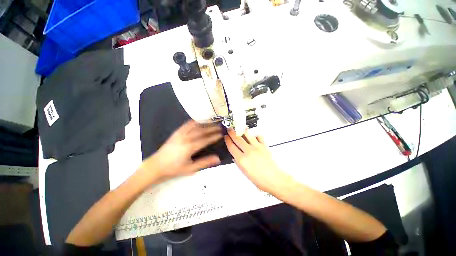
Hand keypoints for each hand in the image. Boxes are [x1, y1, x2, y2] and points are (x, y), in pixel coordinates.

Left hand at [141, 120, 221, 181]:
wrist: (156, 166)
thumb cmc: (174, 168)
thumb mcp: (191, 168)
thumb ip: (205, 162)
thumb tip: (218, 158)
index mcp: (190, 147)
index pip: (205, 140)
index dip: (214, 136)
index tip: (221, 134)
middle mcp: (186, 138)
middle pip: (201, 131)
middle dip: (212, 128)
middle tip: (219, 126)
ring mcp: (180, 134)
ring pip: (195, 126)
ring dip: (204, 124)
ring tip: (212, 122)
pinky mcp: (176, 133)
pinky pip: (186, 125)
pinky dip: (194, 122)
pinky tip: (198, 121)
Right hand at [224, 129, 289, 192]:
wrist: (273, 178)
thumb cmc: (258, 179)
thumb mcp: (244, 171)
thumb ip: (238, 161)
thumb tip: (235, 154)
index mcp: (241, 159)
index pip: (231, 146)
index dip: (227, 140)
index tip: (226, 137)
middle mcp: (248, 151)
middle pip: (237, 139)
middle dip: (232, 132)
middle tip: (230, 129)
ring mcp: (256, 147)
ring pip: (247, 135)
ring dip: (242, 130)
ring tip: (240, 127)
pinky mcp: (264, 146)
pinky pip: (259, 137)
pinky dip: (255, 135)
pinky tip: (254, 135)